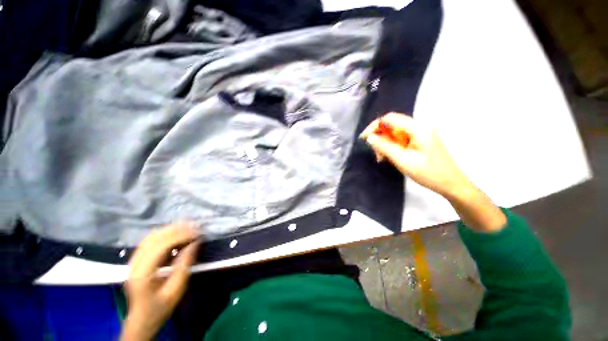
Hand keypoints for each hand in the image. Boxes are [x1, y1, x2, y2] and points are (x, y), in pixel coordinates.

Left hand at [121, 224, 199, 340]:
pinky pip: (151, 240)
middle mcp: (134, 263)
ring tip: (189, 227)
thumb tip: (195, 244)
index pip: (160, 246)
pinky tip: (177, 233)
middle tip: (196, 228)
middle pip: (154, 238)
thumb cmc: (160, 307)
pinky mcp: (137, 259)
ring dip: (171, 229)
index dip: (180, 236)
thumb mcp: (176, 290)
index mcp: (142, 274)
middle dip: (177, 230)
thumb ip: (184, 266)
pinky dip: (166, 233)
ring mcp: (133, 260)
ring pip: (152, 236)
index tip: (197, 234)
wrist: (141, 318)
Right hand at [360, 112, 470, 197]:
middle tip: (376, 153)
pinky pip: (402, 139)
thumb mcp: (402, 160)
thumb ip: (384, 147)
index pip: (390, 119)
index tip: (364, 138)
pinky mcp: (421, 140)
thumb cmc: (428, 173)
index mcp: (418, 128)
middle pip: (392, 125)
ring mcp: (421, 133)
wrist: (451, 184)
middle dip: (380, 137)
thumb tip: (370, 137)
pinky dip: (393, 146)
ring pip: (395, 133)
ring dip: (386, 143)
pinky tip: (390, 157)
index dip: (374, 126)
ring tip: (382, 158)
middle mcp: (420, 126)